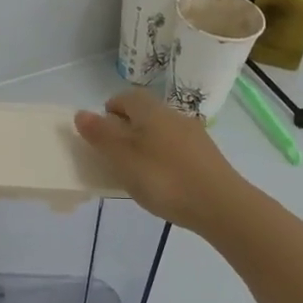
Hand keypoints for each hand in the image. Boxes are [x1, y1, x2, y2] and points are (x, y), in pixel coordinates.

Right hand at [74, 89, 246, 230]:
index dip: (107, 113)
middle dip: (125, 131)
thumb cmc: (164, 178)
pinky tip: (163, 184)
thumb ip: (100, 135)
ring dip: (145, 146)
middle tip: (114, 159)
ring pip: (160, 132)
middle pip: (142, 114)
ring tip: (137, 175)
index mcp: (151, 110)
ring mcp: (194, 135)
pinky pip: (176, 150)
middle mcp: (173, 115)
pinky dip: (163, 160)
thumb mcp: (122, 158)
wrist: (220, 205)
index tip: (99, 137)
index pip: (124, 97)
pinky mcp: (207, 156)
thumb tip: (81, 113)